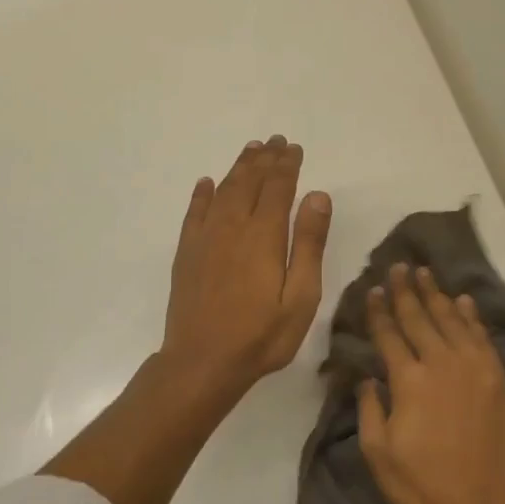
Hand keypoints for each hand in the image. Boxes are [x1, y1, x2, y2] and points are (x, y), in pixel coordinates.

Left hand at [161, 136, 331, 397]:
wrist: (202, 362)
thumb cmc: (261, 335)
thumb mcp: (301, 296)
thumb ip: (308, 243)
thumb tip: (317, 195)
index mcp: (263, 235)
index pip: (278, 187)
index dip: (287, 165)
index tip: (295, 148)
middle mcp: (232, 227)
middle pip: (249, 182)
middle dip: (264, 159)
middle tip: (275, 141)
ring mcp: (205, 239)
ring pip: (223, 190)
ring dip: (238, 168)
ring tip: (251, 150)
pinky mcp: (187, 254)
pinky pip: (194, 213)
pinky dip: (202, 194)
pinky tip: (206, 183)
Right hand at [357, 264, 504, 503]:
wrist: (482, 503)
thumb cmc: (422, 482)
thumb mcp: (378, 452)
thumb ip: (369, 408)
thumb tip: (365, 377)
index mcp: (409, 380)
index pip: (389, 334)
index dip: (379, 311)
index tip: (373, 288)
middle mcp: (441, 363)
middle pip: (420, 317)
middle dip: (406, 290)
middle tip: (400, 266)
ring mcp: (474, 368)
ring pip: (452, 320)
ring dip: (437, 294)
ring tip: (427, 273)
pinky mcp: (497, 378)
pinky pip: (482, 336)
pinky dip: (472, 316)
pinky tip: (464, 301)